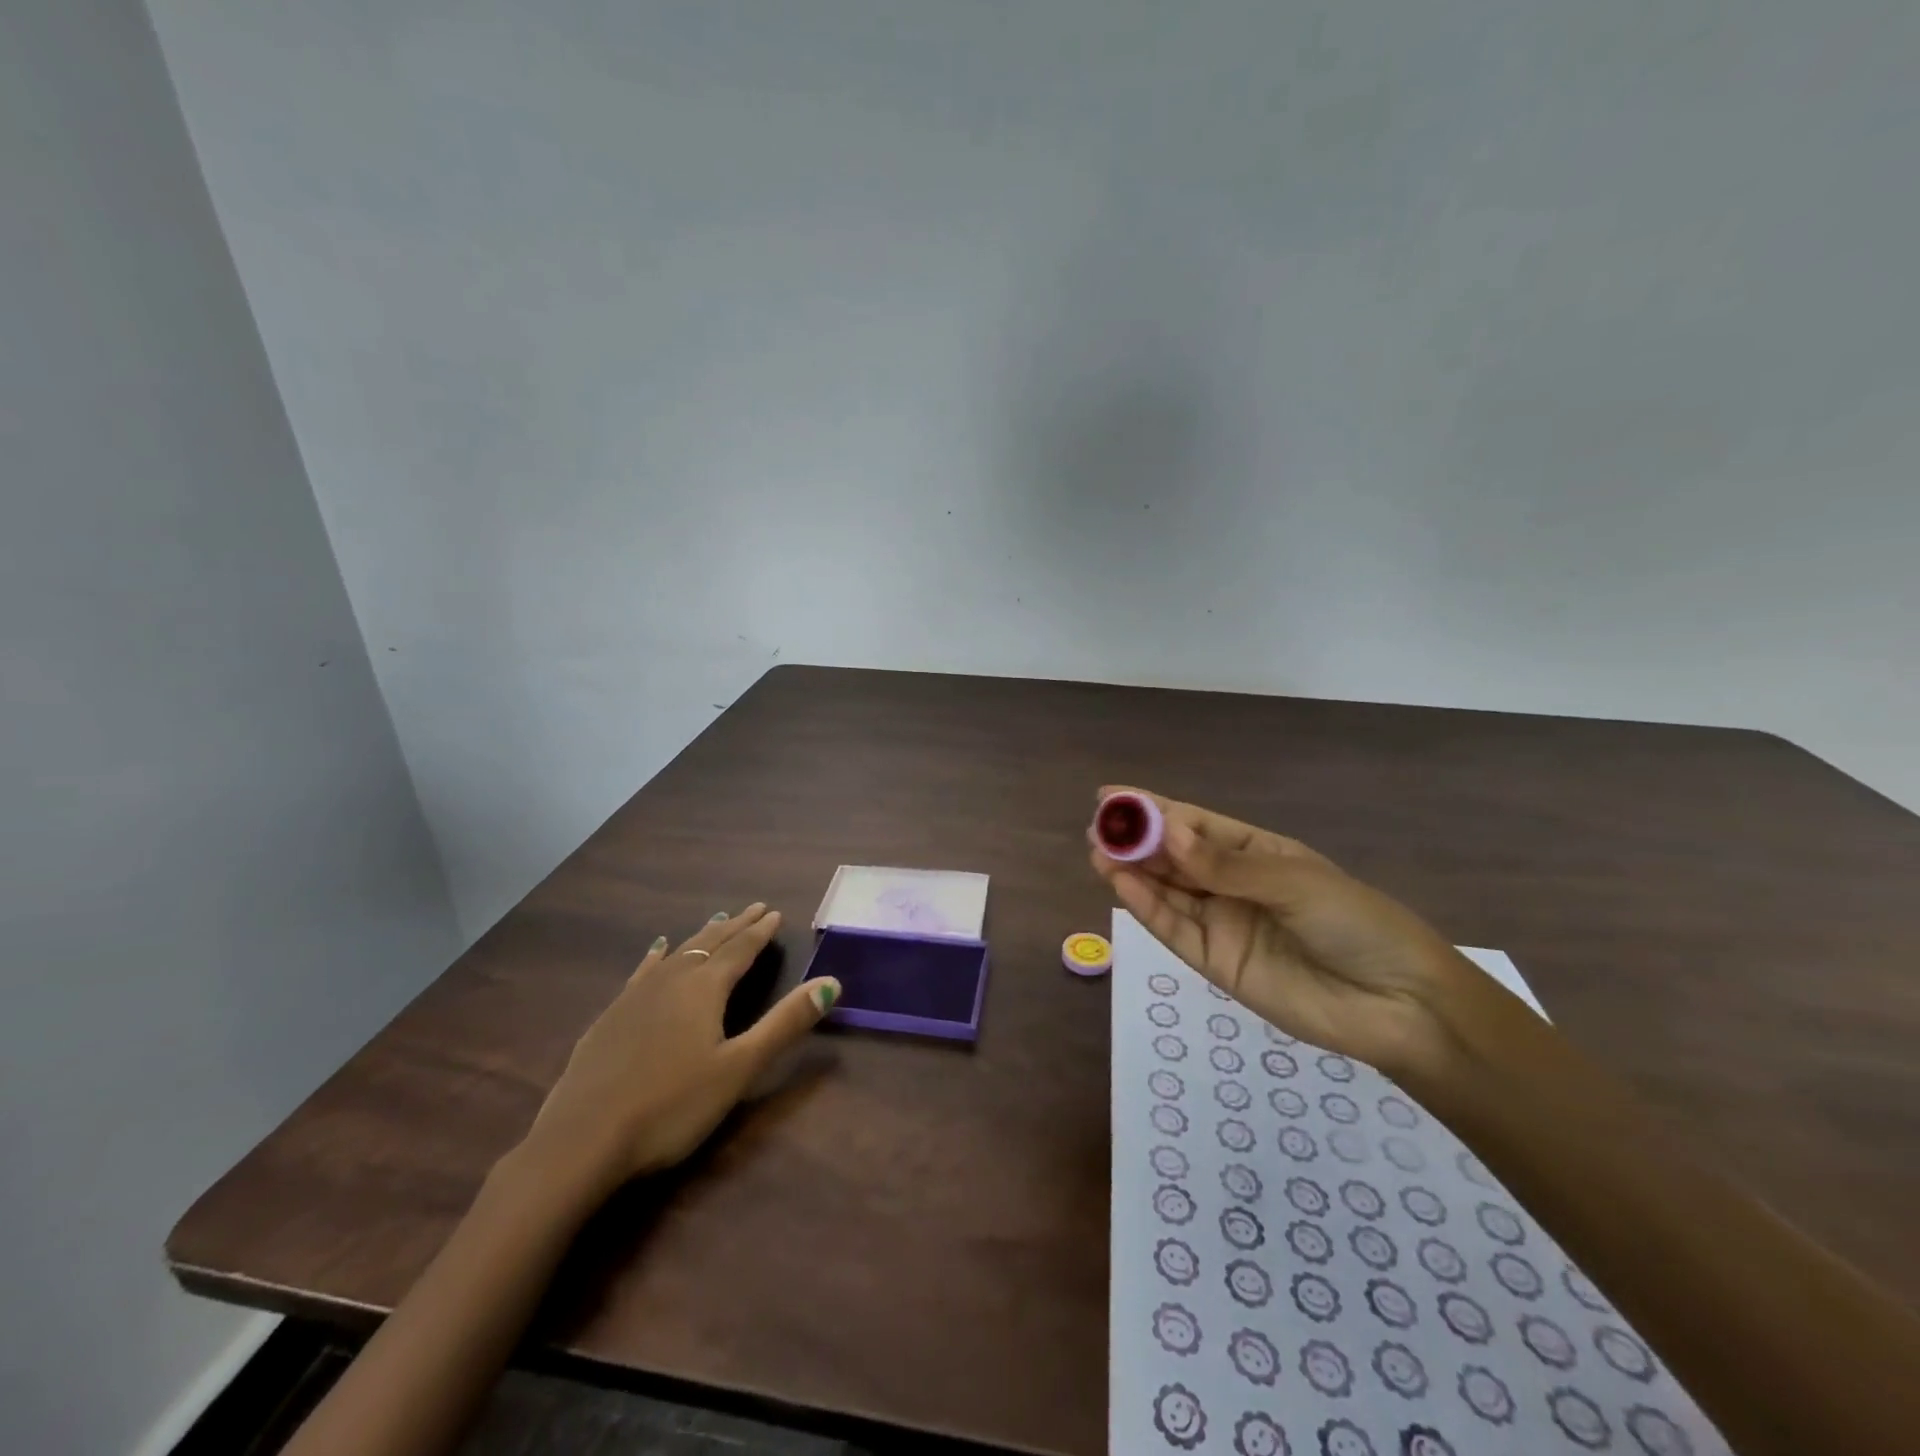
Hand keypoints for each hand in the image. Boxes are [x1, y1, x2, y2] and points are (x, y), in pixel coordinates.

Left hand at [520, 903, 837, 1193]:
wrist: (581, 1142)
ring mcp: (635, 997)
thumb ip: (785, 1024)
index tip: (776, 912)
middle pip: (709, 944)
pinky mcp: (609, 1018)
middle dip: (735, 926)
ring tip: (716, 919)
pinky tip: (656, 950)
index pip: (740, 950)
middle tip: (754, 908)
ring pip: (677, 953)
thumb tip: (831, 982)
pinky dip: (656, 956)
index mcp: (705, 989)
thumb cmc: (671, 1106)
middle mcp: (671, 981)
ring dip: (701, 936)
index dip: (760, 932)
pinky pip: (642, 972)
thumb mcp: (739, 1068)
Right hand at [1088, 788, 1482, 1073]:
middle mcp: (1232, 884)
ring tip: (1098, 852)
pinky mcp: (1214, 962)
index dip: (1153, 808)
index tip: (1111, 796)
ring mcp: (1222, 923)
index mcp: (1257, 853)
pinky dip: (1146, 908)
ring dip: (1132, 872)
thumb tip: (1166, 833)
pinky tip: (1121, 885)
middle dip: (1135, 840)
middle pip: (1173, 857)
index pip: (1194, 824)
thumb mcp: (1292, 882)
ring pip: (1166, 891)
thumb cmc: (1354, 923)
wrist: (1397, 1004)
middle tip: (1097, 827)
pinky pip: (1174, 929)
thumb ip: (1224, 864)